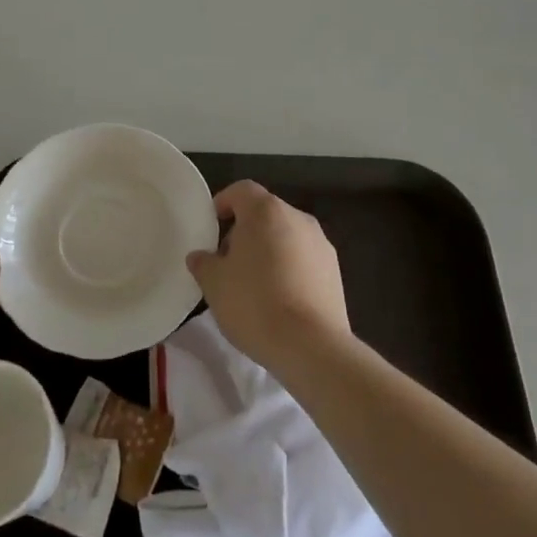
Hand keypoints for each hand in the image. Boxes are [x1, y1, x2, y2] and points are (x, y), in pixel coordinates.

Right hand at [186, 180, 349, 373]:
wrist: (311, 346)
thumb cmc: (255, 304)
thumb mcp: (214, 284)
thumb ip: (204, 263)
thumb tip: (201, 256)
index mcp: (265, 211)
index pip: (241, 190)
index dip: (223, 203)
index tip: (211, 227)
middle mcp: (297, 217)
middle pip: (265, 213)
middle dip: (245, 231)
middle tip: (228, 261)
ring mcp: (321, 243)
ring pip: (286, 236)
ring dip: (269, 251)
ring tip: (254, 284)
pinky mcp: (335, 271)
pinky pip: (304, 259)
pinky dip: (290, 269)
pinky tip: (280, 300)